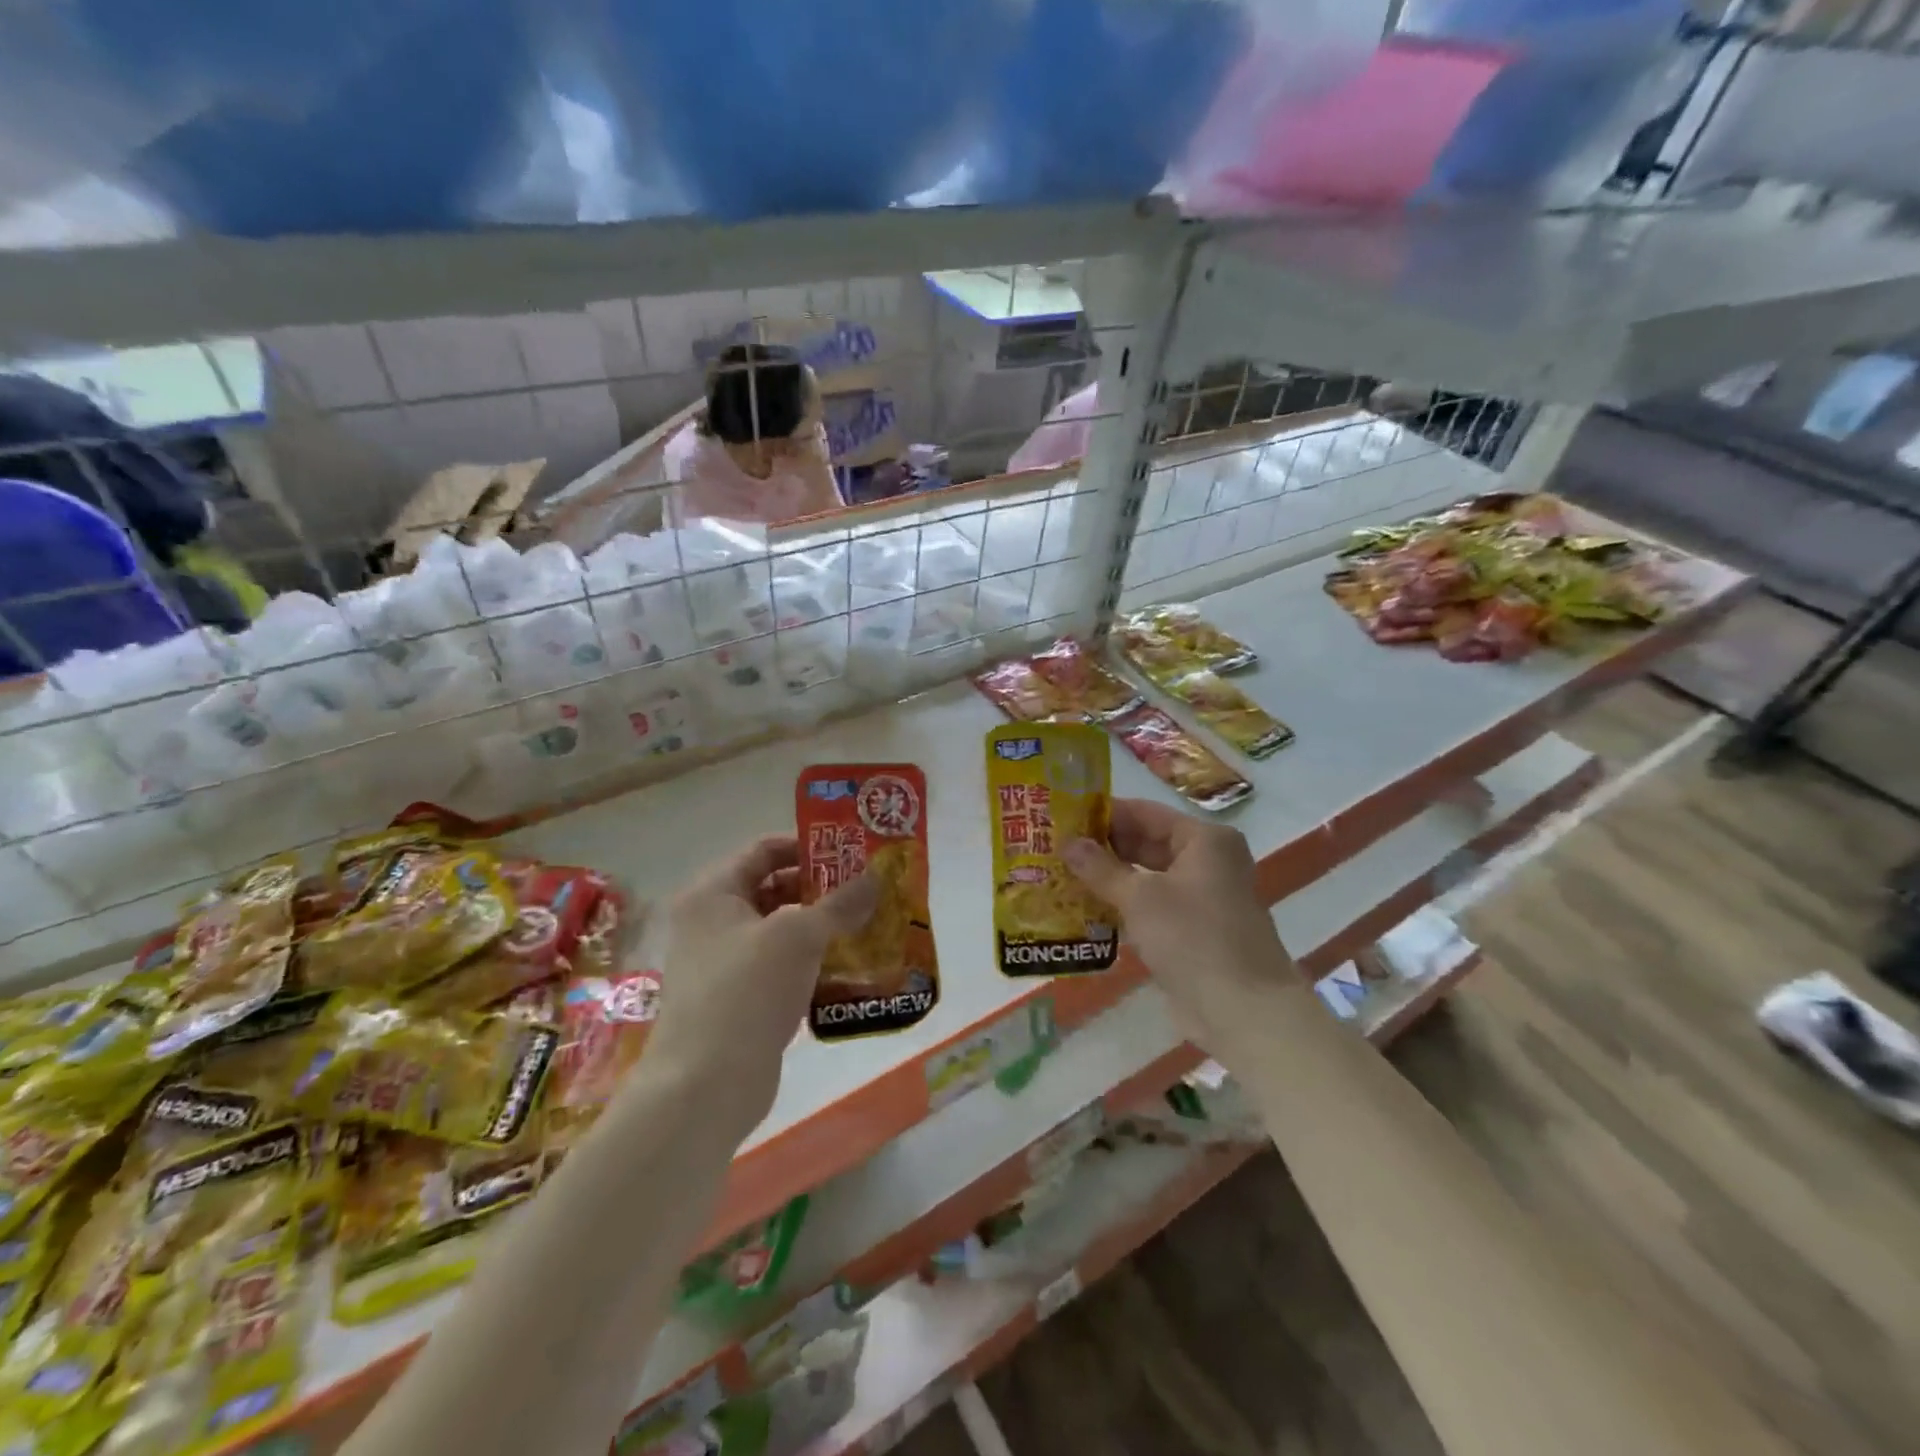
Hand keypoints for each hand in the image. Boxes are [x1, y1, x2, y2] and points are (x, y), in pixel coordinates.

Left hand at [649, 836, 878, 1134]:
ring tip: (868, 924)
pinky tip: (849, 967)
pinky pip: (781, 966)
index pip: (764, 850)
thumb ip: (840, 903)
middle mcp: (713, 921)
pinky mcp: (739, 999)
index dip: (808, 846)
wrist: (705, 1086)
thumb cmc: (746, 990)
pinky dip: (812, 962)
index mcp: (714, 892)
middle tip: (868, 890)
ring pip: (780, 930)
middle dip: (821, 888)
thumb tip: (876, 876)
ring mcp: (724, 963)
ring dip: (821, 927)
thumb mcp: (799, 936)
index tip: (851, 853)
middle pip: (774, 888)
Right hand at [1063, 799, 1299, 1051]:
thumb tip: (1068, 843)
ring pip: (1146, 877)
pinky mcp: (1192, 931)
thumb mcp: (1140, 897)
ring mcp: (1201, 898)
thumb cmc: (1193, 937)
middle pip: (1146, 843)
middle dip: (1102, 847)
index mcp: (1204, 840)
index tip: (1062, 817)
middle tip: (1054, 847)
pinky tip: (1085, 909)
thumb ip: (1101, 868)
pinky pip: (1151, 907)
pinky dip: (1123, 906)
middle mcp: (1207, 861)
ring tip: (1060, 874)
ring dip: (1109, 878)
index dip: (1104, 814)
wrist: (1242, 1011)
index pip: (1145, 813)